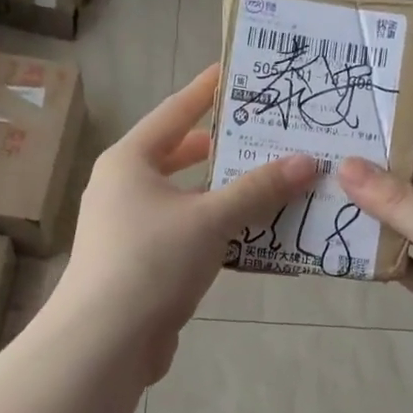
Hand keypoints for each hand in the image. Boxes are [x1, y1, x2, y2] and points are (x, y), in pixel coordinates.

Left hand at [52, 65, 315, 383]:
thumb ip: (258, 189)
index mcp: (129, 161)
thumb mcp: (210, 219)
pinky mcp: (143, 263)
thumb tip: (307, 161)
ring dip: (226, 192)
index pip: (175, 111)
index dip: (207, 90)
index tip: (237, 71)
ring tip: (273, 178)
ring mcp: (131, 227)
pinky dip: (218, 228)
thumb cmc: (151, 261)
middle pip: (180, 155)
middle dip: (222, 146)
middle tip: (266, 131)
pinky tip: (254, 231)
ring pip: (187, 198)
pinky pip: (188, 232)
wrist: (104, 342)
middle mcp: (125, 187)